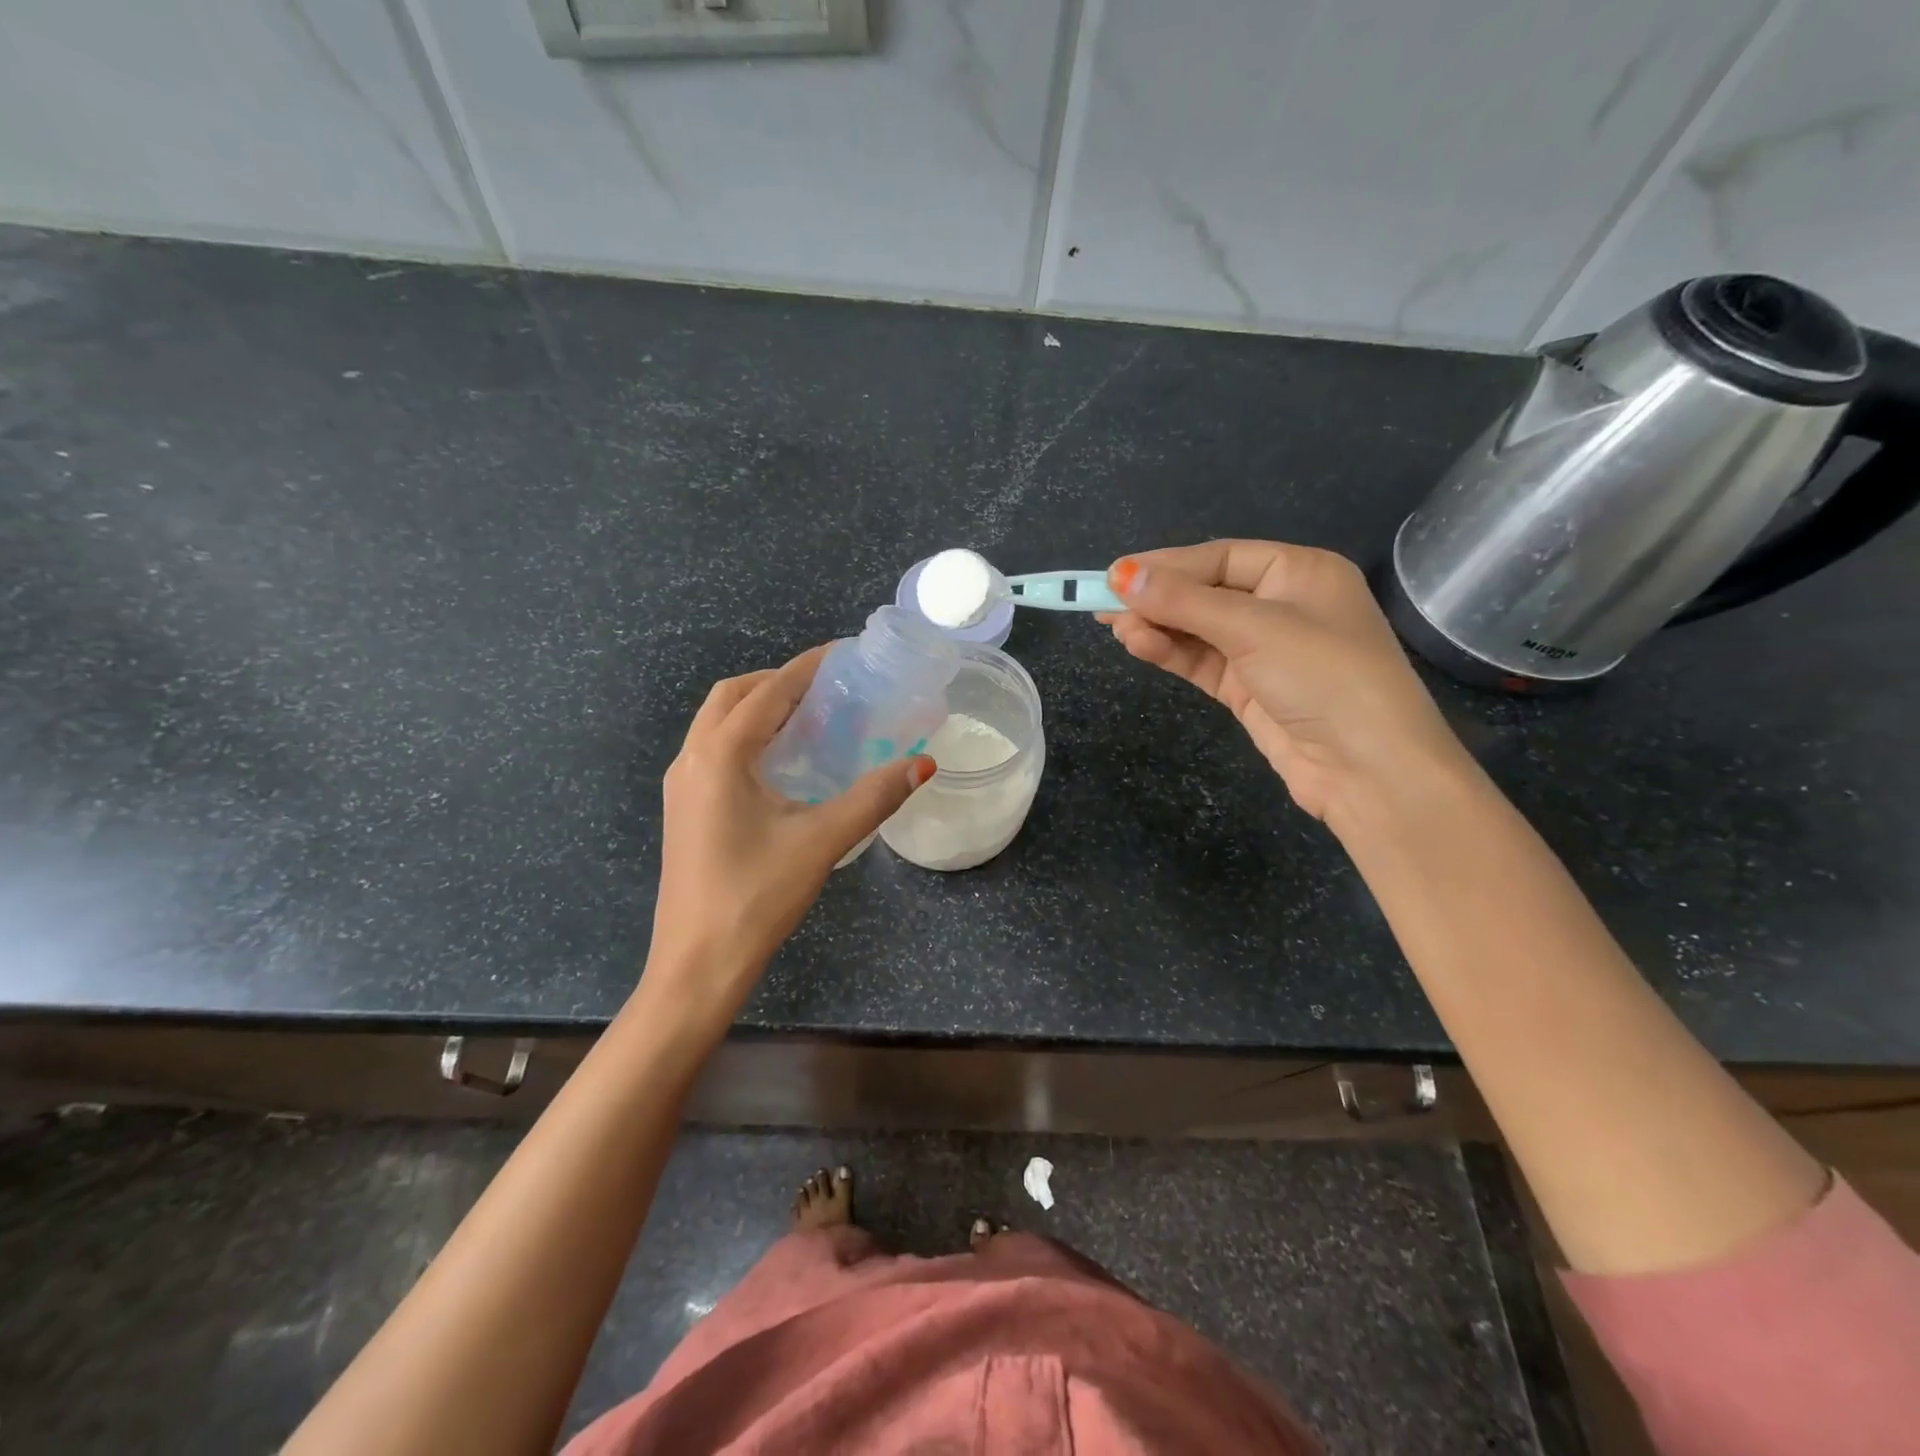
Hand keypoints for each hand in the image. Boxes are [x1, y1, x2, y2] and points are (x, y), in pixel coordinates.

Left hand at [641, 646, 933, 1031]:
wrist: (697, 963)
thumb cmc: (756, 896)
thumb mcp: (821, 841)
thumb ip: (874, 797)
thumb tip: (923, 764)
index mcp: (720, 755)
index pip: (768, 692)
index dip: (807, 668)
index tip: (842, 654)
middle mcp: (692, 759)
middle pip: (733, 696)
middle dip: (777, 682)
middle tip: (826, 689)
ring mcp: (681, 785)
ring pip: (717, 723)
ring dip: (758, 708)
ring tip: (808, 718)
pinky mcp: (684, 809)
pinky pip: (713, 750)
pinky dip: (746, 736)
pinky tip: (781, 763)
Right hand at [1103, 540, 1469, 822]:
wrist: (1369, 771)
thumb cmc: (1324, 678)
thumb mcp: (1254, 629)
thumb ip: (1185, 601)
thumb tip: (1120, 575)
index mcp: (1299, 572)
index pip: (1219, 557)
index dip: (1166, 565)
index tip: (1114, 576)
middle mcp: (1282, 605)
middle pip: (1205, 591)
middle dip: (1157, 599)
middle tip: (1103, 606)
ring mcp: (1264, 650)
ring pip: (1198, 628)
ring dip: (1158, 627)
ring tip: (1118, 630)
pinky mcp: (1249, 688)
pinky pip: (1201, 660)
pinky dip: (1171, 652)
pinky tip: (1140, 646)